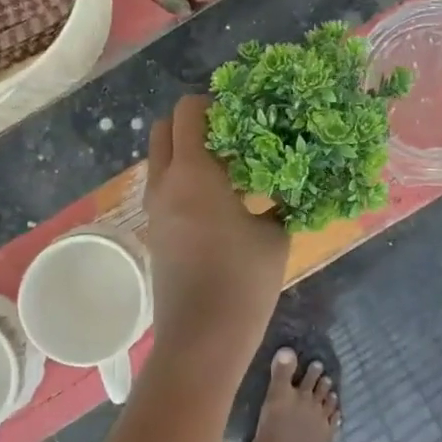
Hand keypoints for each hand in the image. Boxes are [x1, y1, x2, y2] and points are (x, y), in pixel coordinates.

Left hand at [143, 95, 290, 357]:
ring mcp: (154, 210)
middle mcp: (164, 183)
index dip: (213, 103)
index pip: (187, 111)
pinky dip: (184, 181)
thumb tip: (286, 186)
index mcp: (192, 172)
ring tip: (230, 171)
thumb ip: (278, 200)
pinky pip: (165, 189)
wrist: (202, 338)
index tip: (243, 114)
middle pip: (164, 129)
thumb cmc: (243, 280)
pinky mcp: (155, 233)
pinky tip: (220, 204)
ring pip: (162, 161)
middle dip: (194, 124)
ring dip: (188, 154)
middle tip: (232, 138)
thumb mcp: (275, 234)